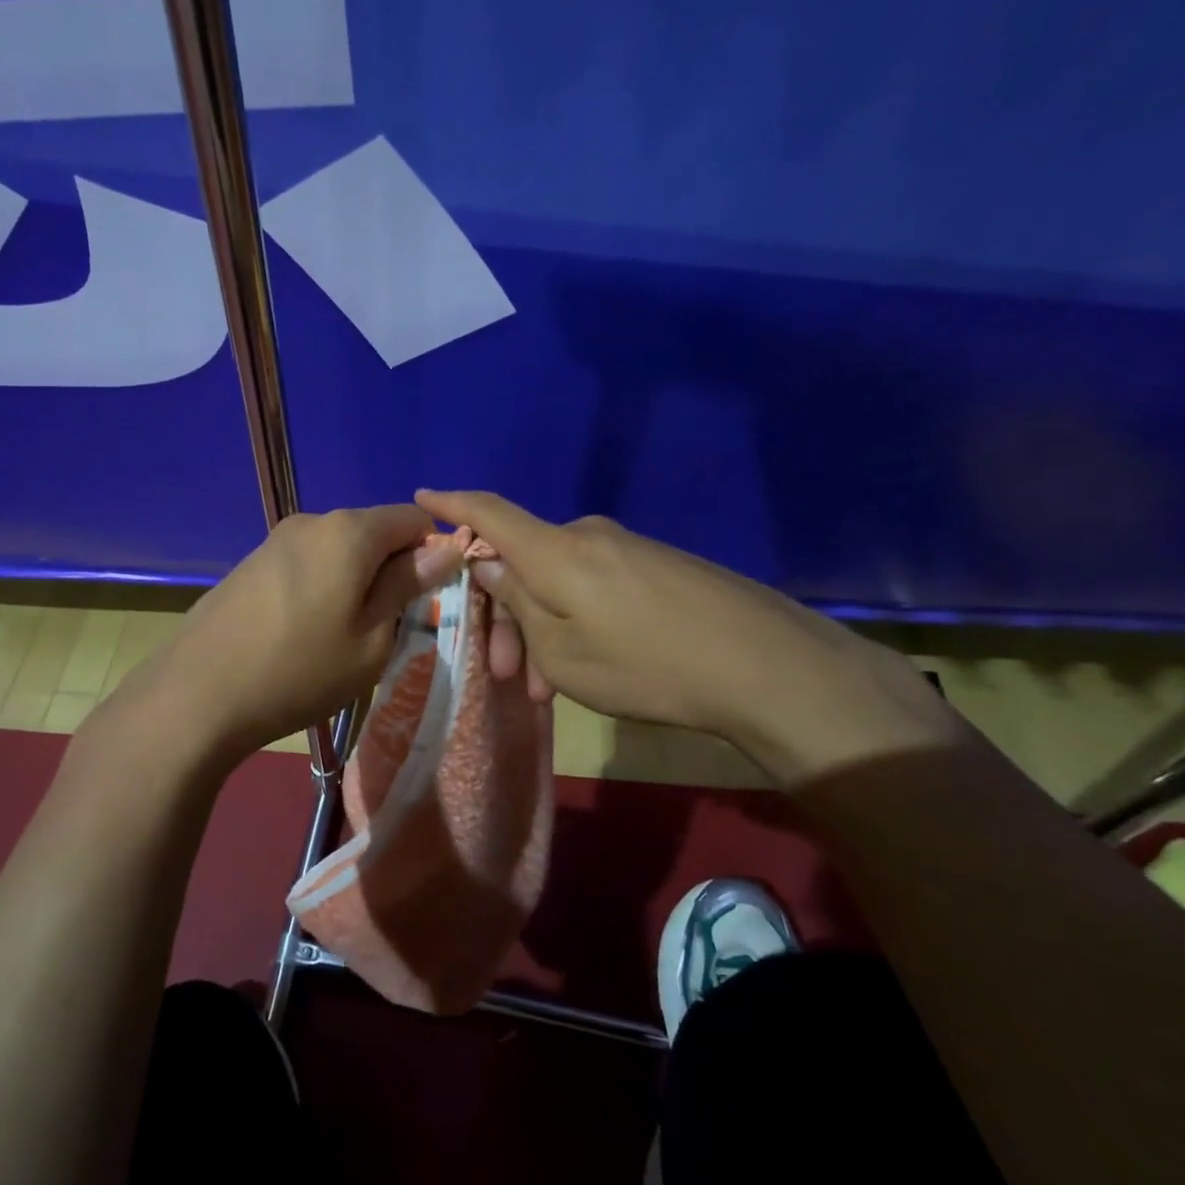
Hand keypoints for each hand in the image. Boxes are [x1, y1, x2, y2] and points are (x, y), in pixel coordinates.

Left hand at [118, 505, 462, 763]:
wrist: (198, 693)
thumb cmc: (299, 671)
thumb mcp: (372, 639)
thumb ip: (408, 586)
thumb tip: (445, 550)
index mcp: (350, 531)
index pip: (414, 519)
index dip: (431, 554)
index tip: (425, 601)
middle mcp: (313, 520)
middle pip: (374, 532)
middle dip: (391, 569)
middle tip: (385, 628)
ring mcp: (276, 539)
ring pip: (340, 550)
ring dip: (355, 581)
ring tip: (341, 636)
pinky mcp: (252, 562)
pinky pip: (308, 563)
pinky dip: (323, 586)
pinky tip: (303, 631)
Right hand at [415, 490, 957, 782]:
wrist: (763, 665)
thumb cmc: (643, 664)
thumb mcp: (560, 650)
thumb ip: (516, 602)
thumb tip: (487, 562)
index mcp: (554, 550)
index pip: (489, 511)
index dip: (451, 503)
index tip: (421, 494)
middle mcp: (587, 536)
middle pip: (523, 561)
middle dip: (503, 616)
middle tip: (503, 675)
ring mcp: (627, 549)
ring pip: (559, 582)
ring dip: (541, 629)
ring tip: (546, 689)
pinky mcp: (657, 566)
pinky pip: (595, 586)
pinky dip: (575, 622)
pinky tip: (587, 666)